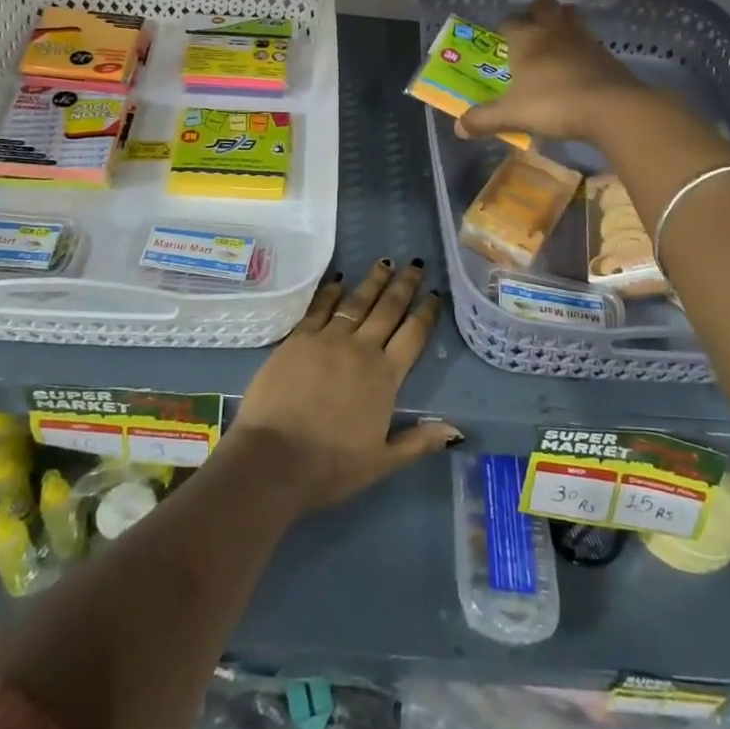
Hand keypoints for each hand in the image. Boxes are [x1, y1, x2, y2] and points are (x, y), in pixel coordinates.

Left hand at [231, 261, 459, 513]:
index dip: (426, 313)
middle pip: (388, 310)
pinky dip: (331, 292)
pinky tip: (338, 280)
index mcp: (385, 376)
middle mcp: (360, 349)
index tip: (435, 295)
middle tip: (415, 265)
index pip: (413, 336)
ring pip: (356, 302)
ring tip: (385, 263)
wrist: (273, 458)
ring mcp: (327, 339)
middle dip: (404, 286)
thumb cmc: (330, 465)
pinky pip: (319, 308)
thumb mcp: (382, 462)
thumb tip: (455, 430)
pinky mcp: (298, 338)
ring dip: (373, 281)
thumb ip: (418, 442)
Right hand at [457, 0, 651, 143]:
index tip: (500, 42)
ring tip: (554, 45)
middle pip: (543, 4)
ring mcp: (583, 38)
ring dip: (561, 23)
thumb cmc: (552, 104)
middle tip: (529, 34)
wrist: (611, 107)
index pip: (509, 20)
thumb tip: (458, 127)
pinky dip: (581, 47)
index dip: (503, 29)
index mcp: (526, 38)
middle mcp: (553, 30)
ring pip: (570, 16)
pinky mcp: (605, 53)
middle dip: (535, 13)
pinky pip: (588, 40)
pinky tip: (577, 67)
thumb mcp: (511, 115)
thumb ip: (483, 119)